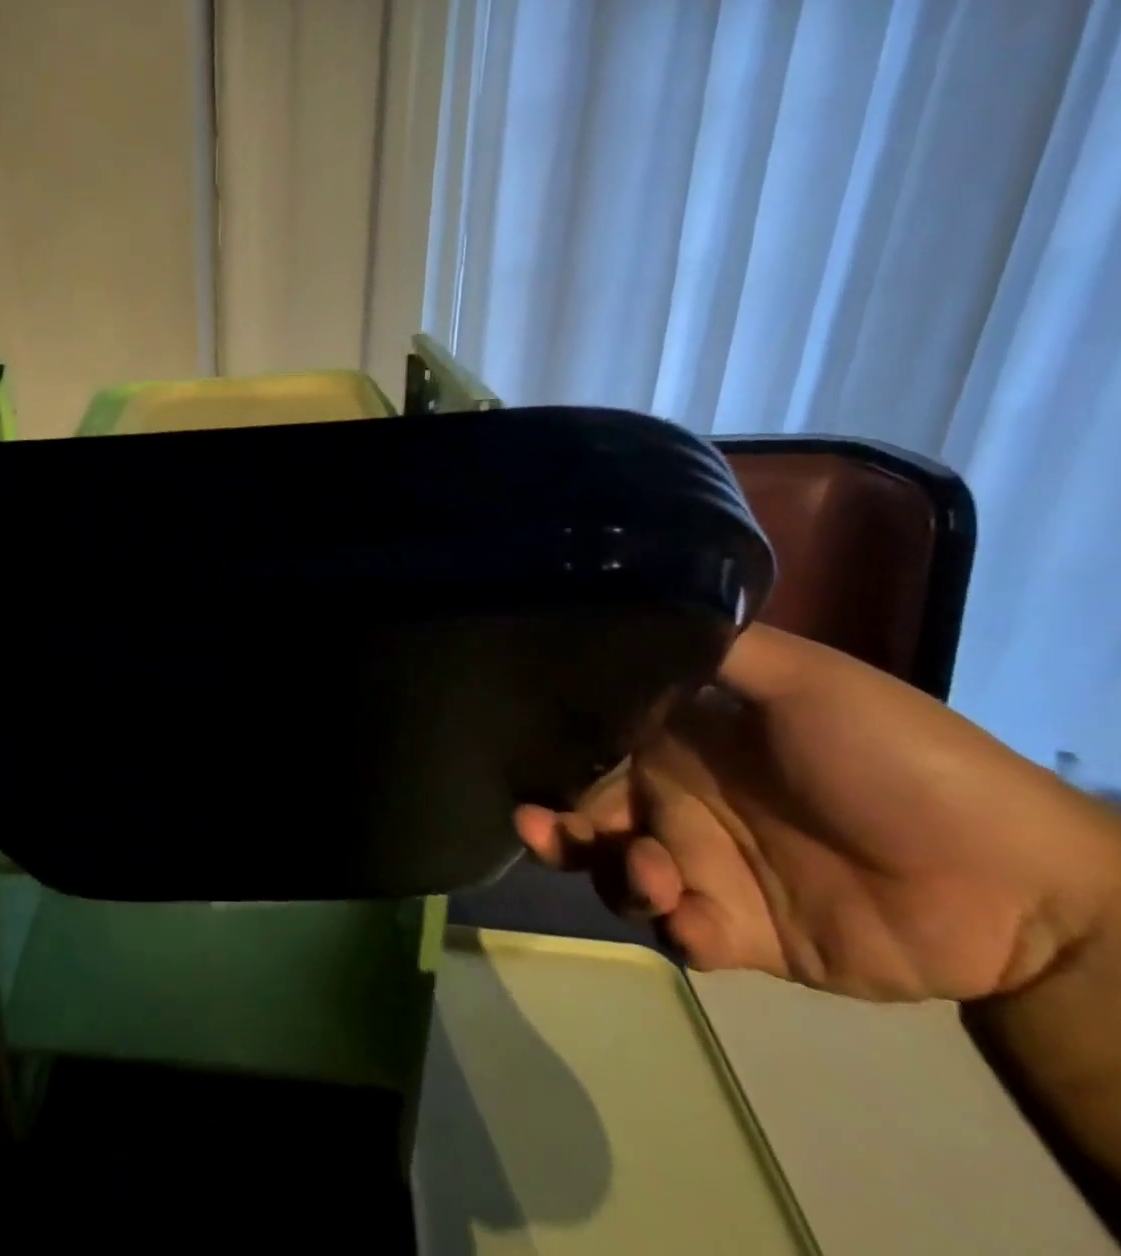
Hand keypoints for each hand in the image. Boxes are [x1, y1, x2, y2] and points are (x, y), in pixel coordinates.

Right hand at [514, 624, 1120, 1001]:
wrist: (1023, 885)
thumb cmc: (900, 761)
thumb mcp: (809, 680)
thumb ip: (720, 648)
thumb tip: (630, 609)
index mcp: (683, 745)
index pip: (595, 745)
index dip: (554, 752)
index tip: (521, 753)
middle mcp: (681, 804)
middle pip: (591, 815)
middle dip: (556, 824)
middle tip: (539, 824)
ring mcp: (710, 870)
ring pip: (620, 875)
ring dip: (615, 875)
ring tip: (650, 874)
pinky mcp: (743, 933)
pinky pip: (682, 937)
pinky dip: (675, 930)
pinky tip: (694, 919)